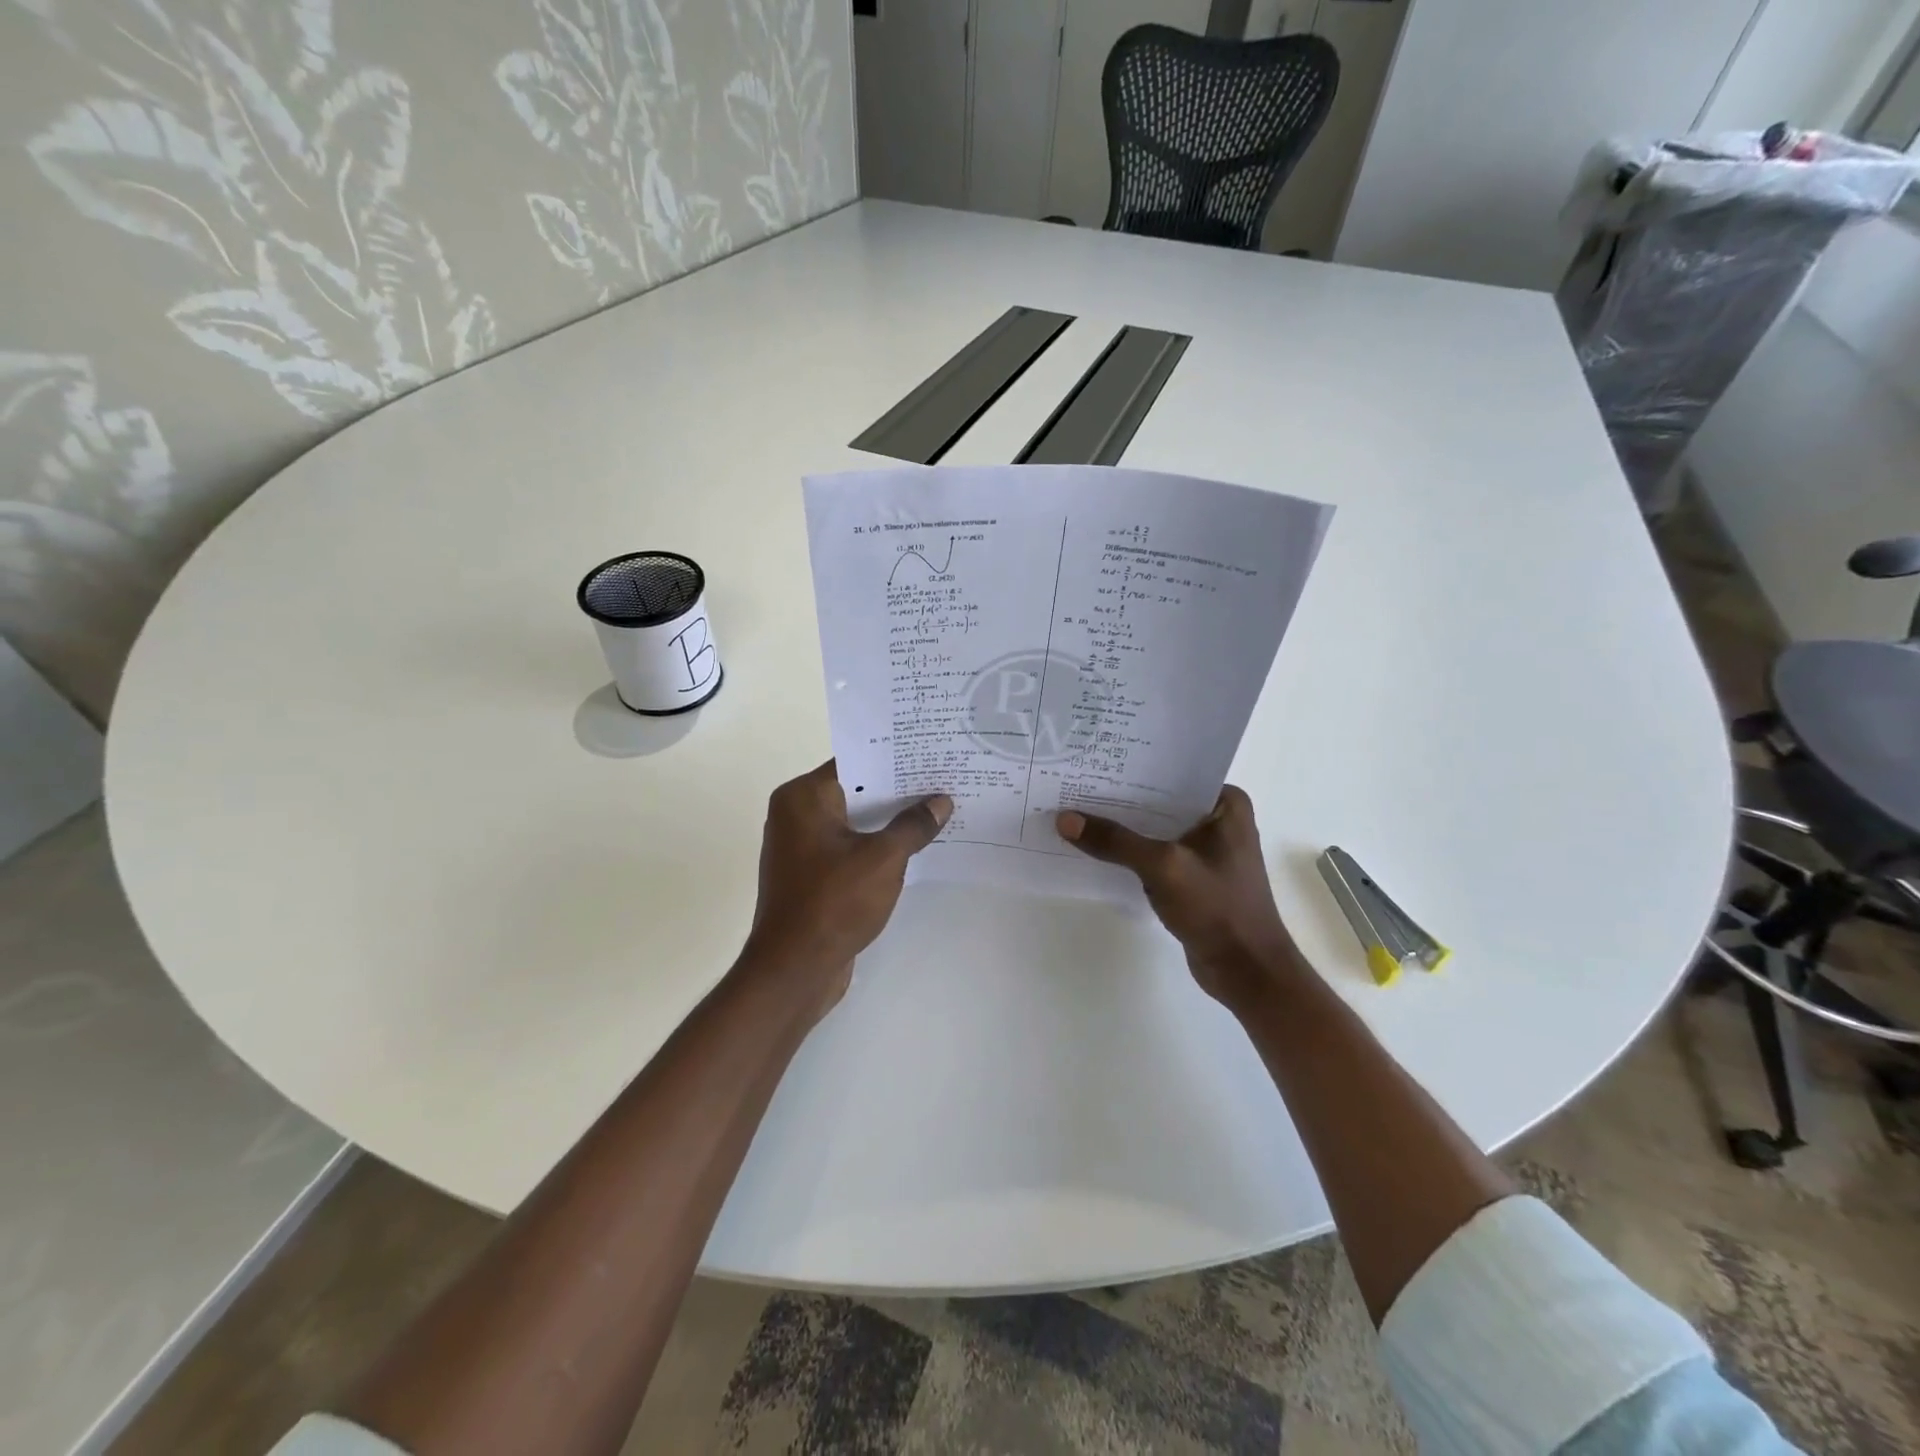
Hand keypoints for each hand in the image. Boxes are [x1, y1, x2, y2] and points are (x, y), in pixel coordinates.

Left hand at [742, 761, 951, 1022]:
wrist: (793, 970)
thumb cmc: (834, 903)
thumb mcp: (883, 859)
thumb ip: (913, 826)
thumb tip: (940, 802)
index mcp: (803, 798)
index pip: (855, 762)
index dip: (895, 758)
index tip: (931, 754)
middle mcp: (795, 814)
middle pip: (856, 790)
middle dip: (898, 790)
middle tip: (944, 780)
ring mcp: (801, 847)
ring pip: (854, 822)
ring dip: (889, 821)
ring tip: (938, 811)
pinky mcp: (810, 875)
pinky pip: (849, 848)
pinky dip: (876, 846)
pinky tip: (914, 848)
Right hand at [1056, 786, 1302, 1008]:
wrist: (1246, 971)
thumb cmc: (1217, 908)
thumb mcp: (1163, 866)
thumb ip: (1114, 841)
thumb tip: (1064, 819)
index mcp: (1226, 803)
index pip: (1172, 773)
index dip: (1133, 767)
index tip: (1094, 760)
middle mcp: (1218, 819)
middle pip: (1159, 800)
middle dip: (1121, 796)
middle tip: (1075, 782)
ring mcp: (1206, 849)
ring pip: (1154, 827)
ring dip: (1123, 825)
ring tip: (1076, 808)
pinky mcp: (1192, 875)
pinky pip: (1154, 852)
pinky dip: (1129, 851)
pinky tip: (1095, 846)